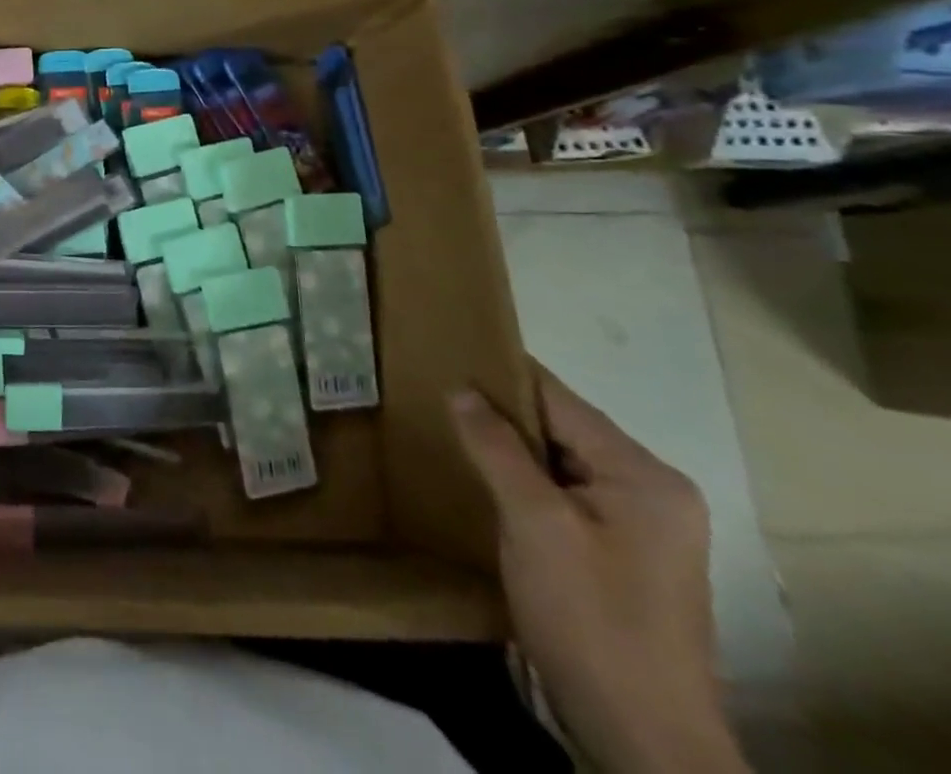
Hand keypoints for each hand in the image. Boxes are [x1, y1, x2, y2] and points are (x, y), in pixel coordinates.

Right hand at [451, 367, 748, 773]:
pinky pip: (566, 497)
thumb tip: (460, 388)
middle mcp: (654, 493)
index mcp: (645, 477)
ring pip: (560, 465)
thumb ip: (496, 447)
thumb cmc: (591, 620)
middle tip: (435, 396)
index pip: (559, 400)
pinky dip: (526, 485)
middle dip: (501, 416)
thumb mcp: (534, 524)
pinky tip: (484, 485)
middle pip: (562, 430)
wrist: (644, 743)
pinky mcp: (625, 559)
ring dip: (510, 452)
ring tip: (450, 432)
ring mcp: (644, 529)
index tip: (444, 355)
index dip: (500, 376)